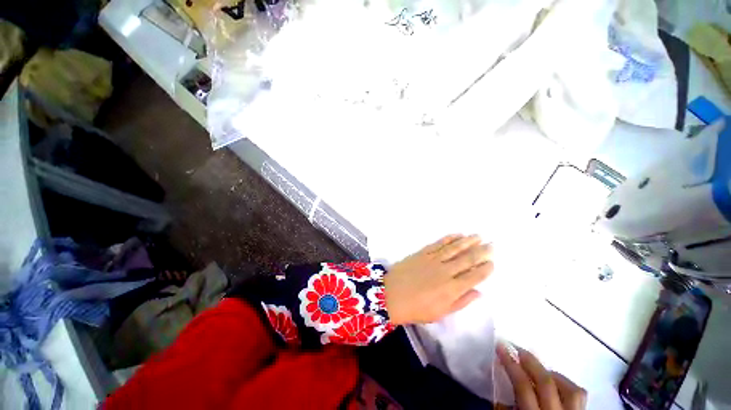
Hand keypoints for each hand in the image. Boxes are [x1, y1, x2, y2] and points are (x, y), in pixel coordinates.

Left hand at [383, 234, 493, 324]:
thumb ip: (460, 302)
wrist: (390, 294)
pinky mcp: (422, 253)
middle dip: (481, 251)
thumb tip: (478, 292)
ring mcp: (433, 260)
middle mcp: (445, 271)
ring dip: (467, 241)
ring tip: (478, 236)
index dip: (485, 269)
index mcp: (452, 289)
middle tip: (492, 244)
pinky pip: (438, 244)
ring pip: (454, 248)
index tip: (492, 262)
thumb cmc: (415, 309)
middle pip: (467, 259)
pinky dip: (449, 238)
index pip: (474, 276)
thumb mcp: (440, 313)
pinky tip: (457, 235)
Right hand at [497, 343, 586, 409]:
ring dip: (552, 373)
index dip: (511, 364)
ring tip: (539, 367)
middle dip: (529, 361)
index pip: (523, 387)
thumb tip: (499, 385)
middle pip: (546, 383)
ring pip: (570, 389)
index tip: (501, 347)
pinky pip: (579, 396)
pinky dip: (567, 384)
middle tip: (516, 348)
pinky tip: (556, 382)